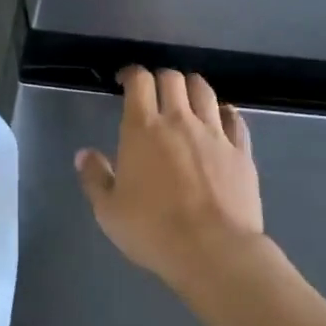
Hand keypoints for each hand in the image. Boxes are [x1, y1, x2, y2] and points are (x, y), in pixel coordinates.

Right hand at [75, 67, 274, 290]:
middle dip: (160, 78)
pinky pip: (235, 119)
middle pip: (173, 79)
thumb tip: (84, 154)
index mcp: (143, 128)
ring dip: (192, 87)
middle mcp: (179, 121)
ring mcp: (215, 134)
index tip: (124, 81)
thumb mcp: (108, 210)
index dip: (131, 74)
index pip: (139, 81)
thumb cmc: (153, 230)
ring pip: (205, 91)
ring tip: (186, 97)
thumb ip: (94, 177)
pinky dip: (224, 112)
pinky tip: (221, 118)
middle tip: (153, 92)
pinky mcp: (241, 152)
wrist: (214, 251)